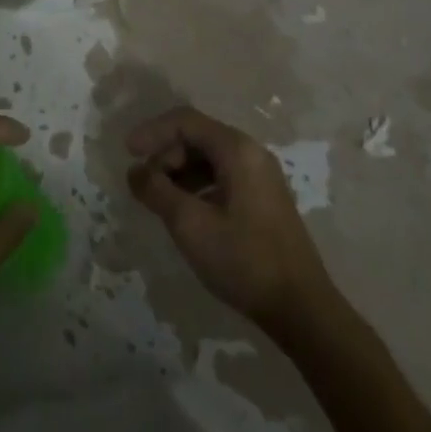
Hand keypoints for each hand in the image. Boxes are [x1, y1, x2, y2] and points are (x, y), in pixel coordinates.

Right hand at [127, 107, 332, 329]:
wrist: (302, 310)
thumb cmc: (244, 260)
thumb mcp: (190, 224)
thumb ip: (157, 191)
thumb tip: (135, 171)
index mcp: (237, 149)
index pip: (186, 121)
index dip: (152, 131)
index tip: (128, 153)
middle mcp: (251, 153)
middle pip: (198, 137)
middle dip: (166, 154)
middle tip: (145, 184)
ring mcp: (261, 176)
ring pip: (209, 158)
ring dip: (180, 172)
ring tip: (160, 200)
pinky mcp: (263, 199)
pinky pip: (222, 176)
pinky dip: (197, 186)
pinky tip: (186, 212)